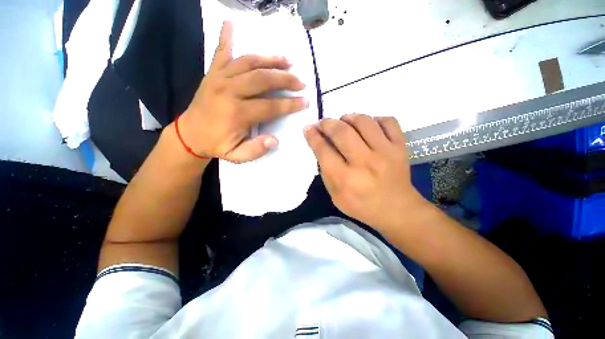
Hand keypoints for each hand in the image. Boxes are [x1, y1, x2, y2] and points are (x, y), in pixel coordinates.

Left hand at [178, 21, 308, 162]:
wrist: (189, 134)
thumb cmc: (216, 145)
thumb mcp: (237, 156)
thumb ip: (256, 150)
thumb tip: (275, 140)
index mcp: (237, 113)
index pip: (270, 106)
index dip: (290, 105)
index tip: (304, 102)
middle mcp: (229, 91)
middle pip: (263, 79)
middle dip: (286, 80)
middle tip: (301, 82)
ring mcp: (219, 78)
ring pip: (249, 62)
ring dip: (270, 60)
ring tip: (287, 60)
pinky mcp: (212, 73)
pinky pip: (221, 52)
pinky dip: (226, 37)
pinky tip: (231, 23)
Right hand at [304, 114, 426, 231]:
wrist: (397, 210)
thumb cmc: (362, 206)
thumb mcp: (335, 196)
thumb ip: (326, 172)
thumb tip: (321, 146)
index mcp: (346, 179)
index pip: (324, 151)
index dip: (313, 136)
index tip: (308, 128)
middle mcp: (365, 163)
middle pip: (341, 132)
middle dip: (327, 123)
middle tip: (322, 123)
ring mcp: (386, 153)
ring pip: (364, 122)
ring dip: (348, 117)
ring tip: (343, 121)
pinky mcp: (400, 147)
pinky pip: (388, 121)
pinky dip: (375, 119)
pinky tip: (367, 126)